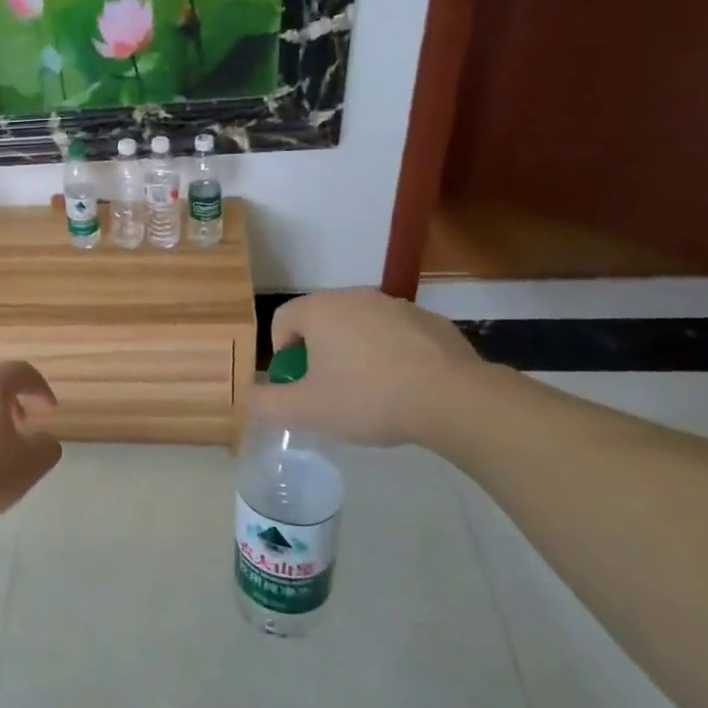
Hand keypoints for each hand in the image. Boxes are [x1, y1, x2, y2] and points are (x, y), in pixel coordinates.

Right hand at [249, 289, 485, 446]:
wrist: (454, 400)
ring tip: (371, 392)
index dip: (282, 355)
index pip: (281, 320)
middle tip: (330, 391)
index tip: (299, 385)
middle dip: (318, 353)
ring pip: (359, 327)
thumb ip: (267, 403)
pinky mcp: (432, 321)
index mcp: (320, 310)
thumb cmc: (368, 398)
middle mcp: (355, 296)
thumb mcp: (306, 411)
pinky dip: (391, 355)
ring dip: (354, 353)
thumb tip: (253, 397)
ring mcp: (397, 306)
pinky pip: (396, 336)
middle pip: (320, 321)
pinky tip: (405, 388)